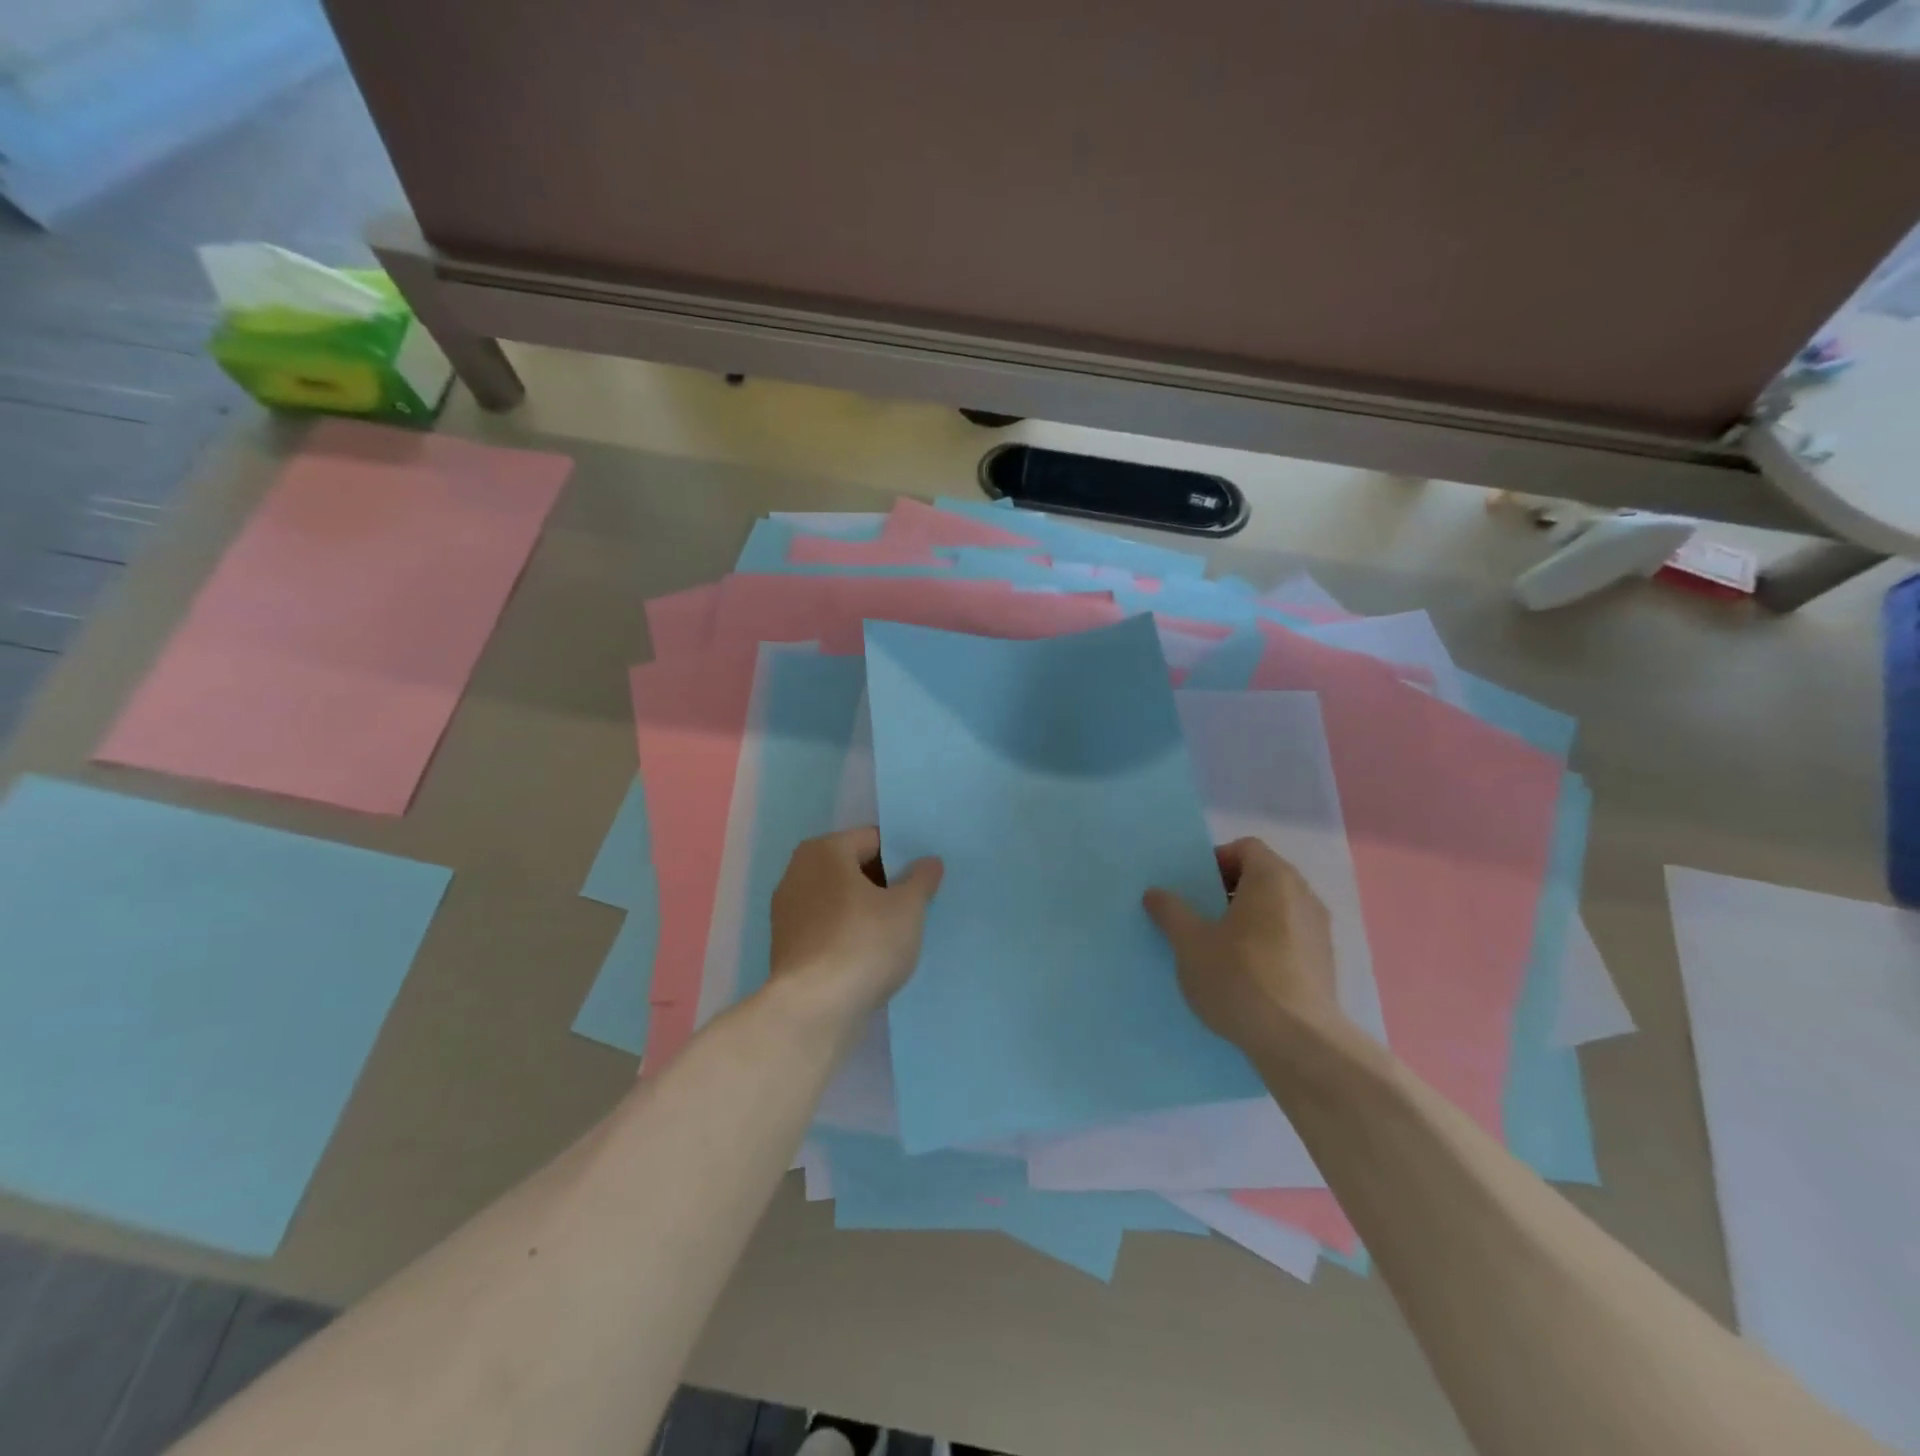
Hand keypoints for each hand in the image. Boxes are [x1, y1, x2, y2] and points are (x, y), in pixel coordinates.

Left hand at [768, 827, 943, 1023]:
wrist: (814, 1009)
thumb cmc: (864, 943)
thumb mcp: (907, 908)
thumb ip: (921, 879)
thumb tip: (929, 862)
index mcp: (824, 850)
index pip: (873, 839)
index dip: (902, 857)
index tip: (924, 880)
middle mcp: (798, 872)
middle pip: (853, 867)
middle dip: (884, 883)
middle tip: (914, 906)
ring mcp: (787, 911)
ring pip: (839, 899)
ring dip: (866, 910)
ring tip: (896, 933)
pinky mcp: (786, 945)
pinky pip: (826, 926)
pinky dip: (847, 933)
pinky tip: (869, 955)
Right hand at [1144, 837, 1344, 1052]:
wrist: (1298, 1042)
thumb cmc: (1239, 977)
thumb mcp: (1190, 943)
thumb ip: (1171, 912)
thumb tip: (1155, 893)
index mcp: (1272, 878)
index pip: (1246, 847)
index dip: (1217, 860)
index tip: (1195, 888)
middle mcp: (1303, 896)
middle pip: (1263, 877)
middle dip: (1229, 891)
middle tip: (1201, 916)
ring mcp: (1319, 931)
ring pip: (1277, 910)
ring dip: (1249, 920)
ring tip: (1220, 948)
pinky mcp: (1325, 965)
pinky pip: (1289, 939)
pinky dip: (1267, 945)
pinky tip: (1246, 976)